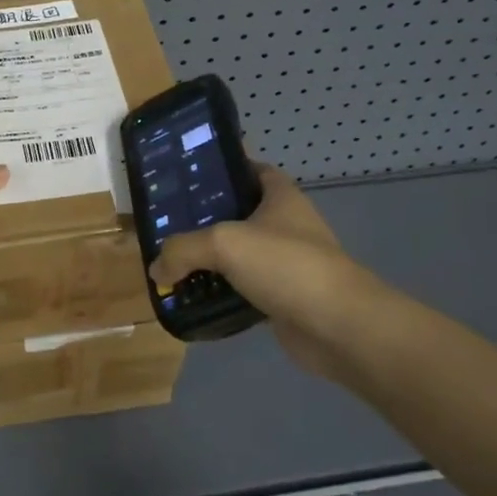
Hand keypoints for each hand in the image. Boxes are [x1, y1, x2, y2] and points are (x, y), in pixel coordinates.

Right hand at [148, 163, 394, 377]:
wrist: (339, 327)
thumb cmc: (287, 265)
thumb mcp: (225, 243)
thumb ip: (183, 249)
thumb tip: (157, 268)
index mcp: (280, 196)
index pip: (251, 169)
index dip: (223, 169)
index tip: (187, 176)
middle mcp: (285, 225)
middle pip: (240, 212)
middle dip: (206, 217)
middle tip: (167, 222)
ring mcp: (286, 263)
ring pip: (240, 254)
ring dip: (211, 260)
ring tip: (171, 261)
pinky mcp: (283, 299)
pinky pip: (243, 290)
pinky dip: (221, 293)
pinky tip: (193, 298)